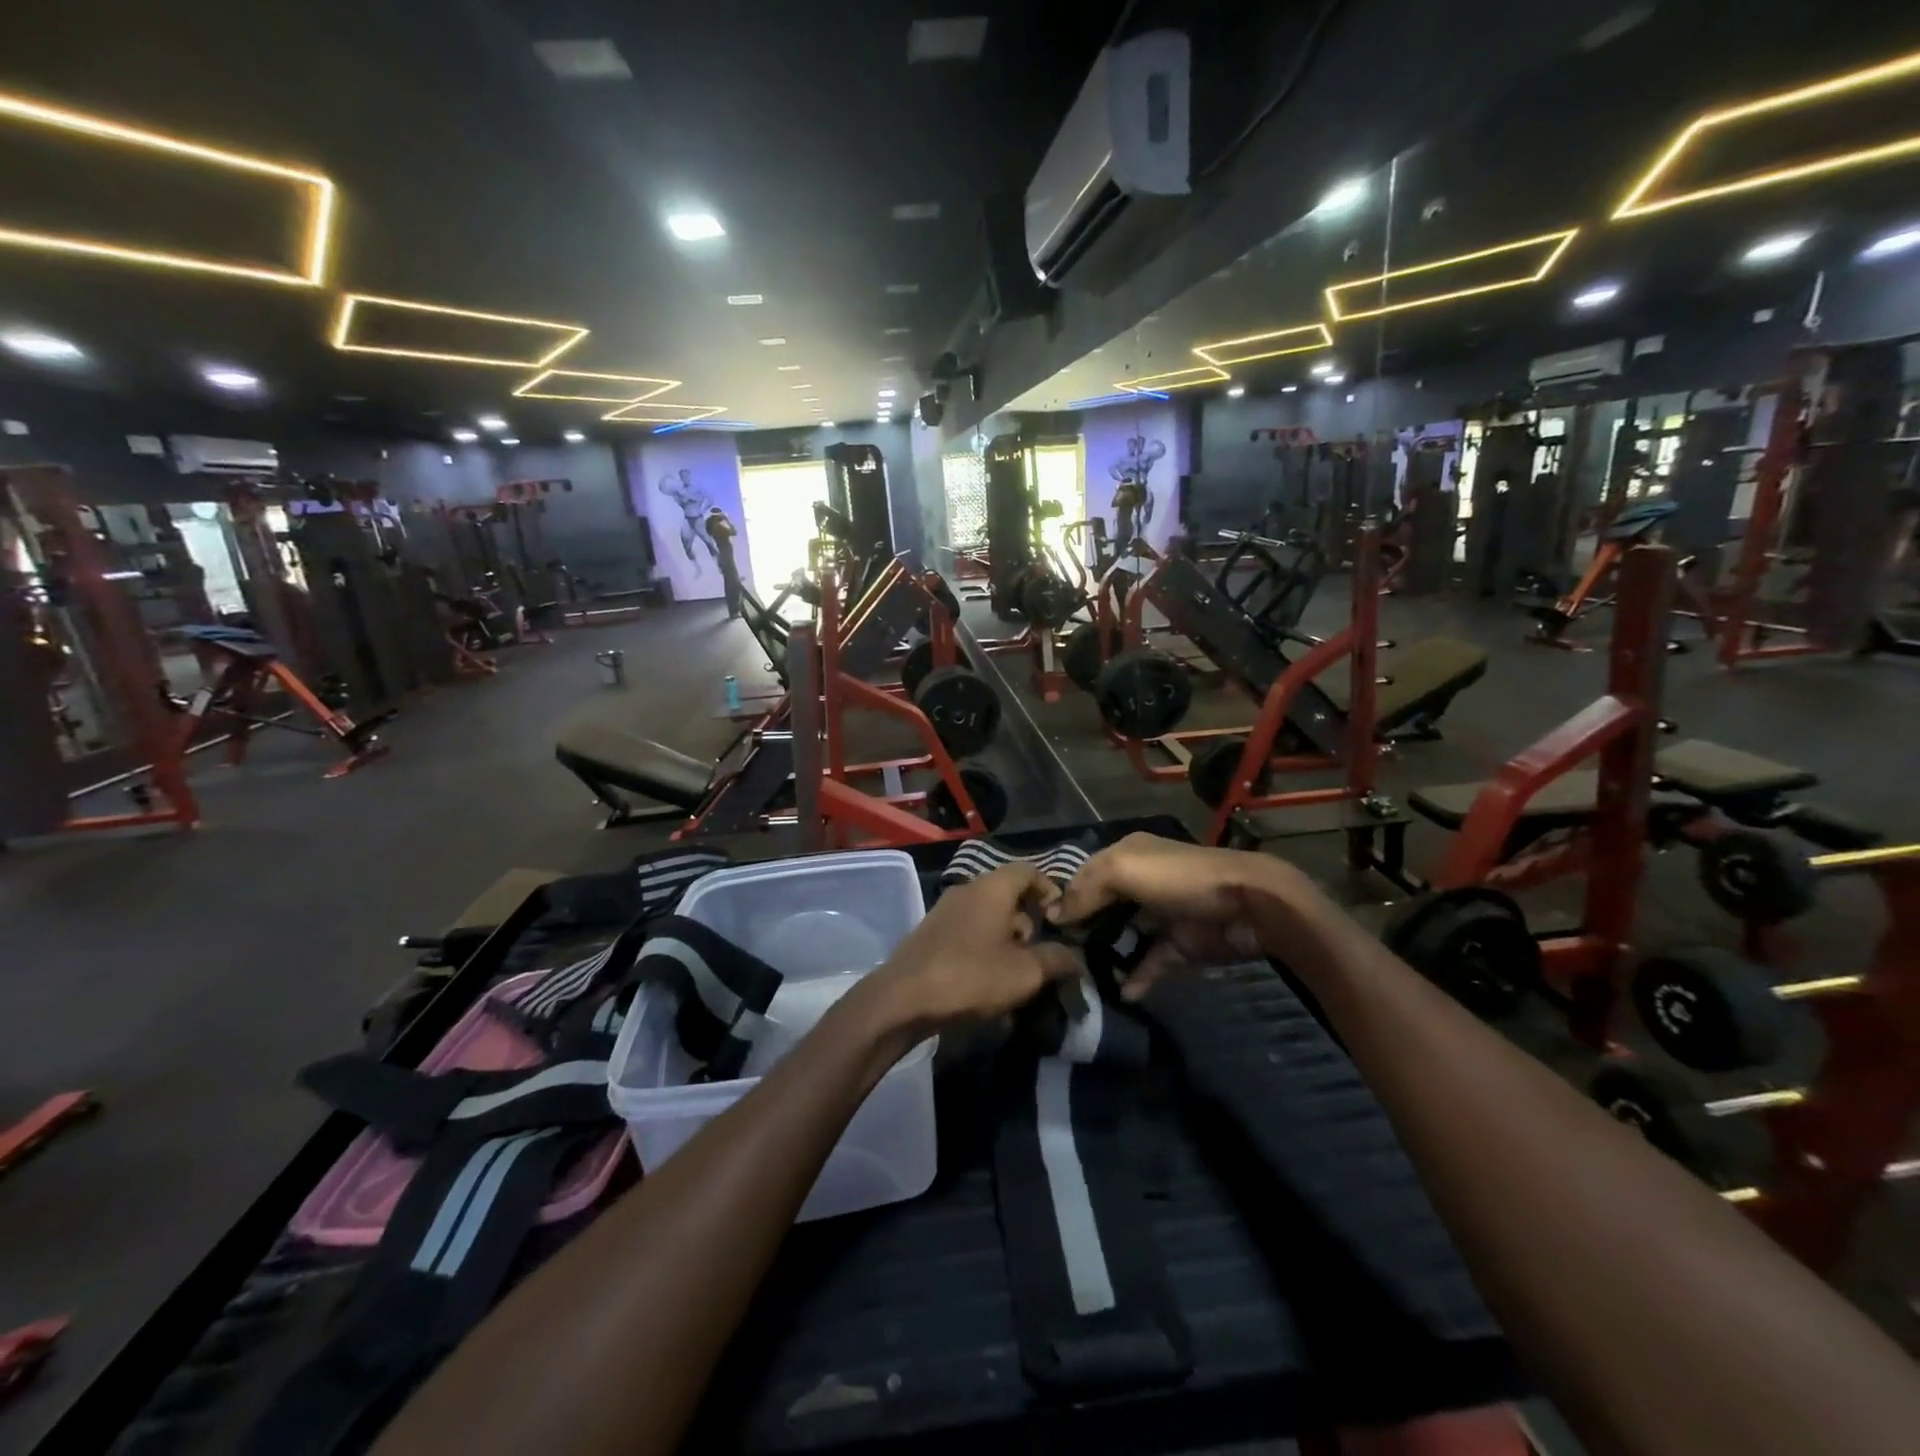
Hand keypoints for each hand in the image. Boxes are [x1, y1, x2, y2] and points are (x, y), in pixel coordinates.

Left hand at [862, 864, 1080, 1036]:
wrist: (903, 999)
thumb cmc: (971, 976)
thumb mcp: (1026, 972)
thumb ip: (1057, 960)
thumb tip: (1076, 959)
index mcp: (992, 887)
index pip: (1029, 871)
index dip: (1050, 891)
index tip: (1061, 921)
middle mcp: (967, 890)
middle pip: (1008, 894)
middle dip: (1029, 922)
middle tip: (1039, 954)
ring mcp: (944, 910)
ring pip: (987, 915)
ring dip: (1006, 939)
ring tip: (1015, 974)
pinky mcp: (930, 933)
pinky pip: (968, 932)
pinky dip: (984, 948)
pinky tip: (986, 981)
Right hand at [1049, 833, 1312, 999]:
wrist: (1250, 905)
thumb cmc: (1181, 879)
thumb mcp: (1124, 870)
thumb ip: (1086, 890)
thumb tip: (1053, 915)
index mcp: (1127, 856)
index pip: (1084, 876)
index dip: (1063, 898)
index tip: (1039, 927)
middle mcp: (1141, 883)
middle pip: (1101, 908)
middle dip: (1081, 931)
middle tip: (1057, 958)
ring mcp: (1161, 916)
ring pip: (1123, 937)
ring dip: (1105, 956)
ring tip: (1081, 980)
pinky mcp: (1179, 946)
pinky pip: (1150, 963)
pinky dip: (1136, 978)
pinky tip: (1120, 993)